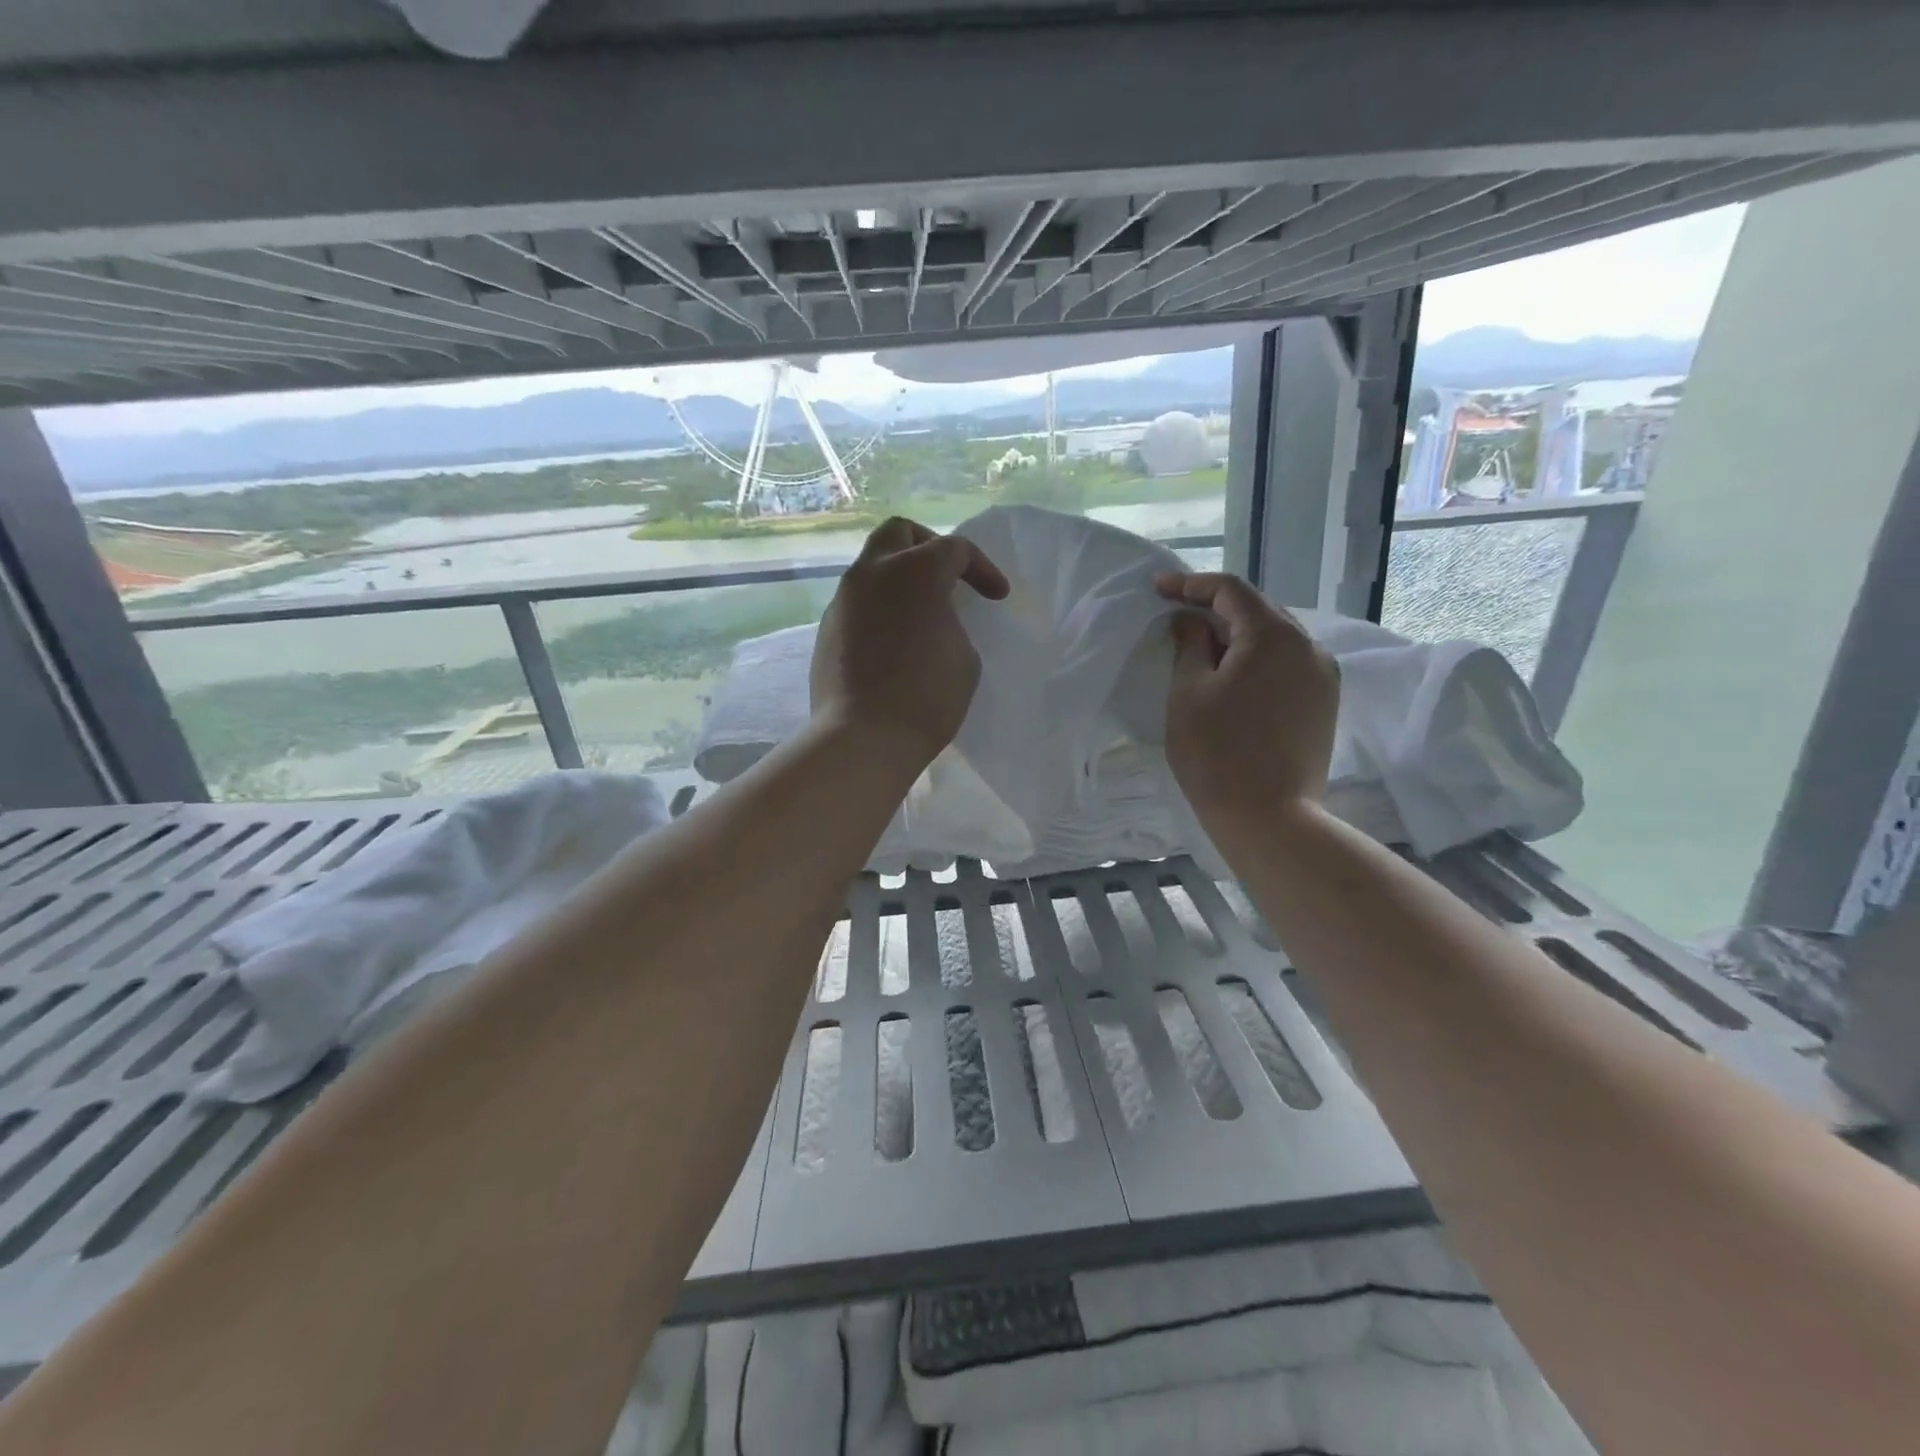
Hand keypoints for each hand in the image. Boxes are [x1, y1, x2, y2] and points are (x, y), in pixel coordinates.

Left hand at [811, 517, 1009, 770]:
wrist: (864, 738)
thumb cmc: (926, 696)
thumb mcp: (964, 657)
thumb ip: (952, 622)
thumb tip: (933, 620)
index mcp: (916, 571)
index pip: (955, 549)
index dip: (983, 569)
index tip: (997, 597)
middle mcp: (874, 573)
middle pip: (899, 533)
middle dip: (928, 545)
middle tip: (949, 576)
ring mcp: (844, 599)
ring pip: (872, 566)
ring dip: (900, 578)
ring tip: (921, 611)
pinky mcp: (827, 628)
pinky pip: (858, 602)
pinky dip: (880, 607)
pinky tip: (894, 639)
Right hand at [1155, 572, 1338, 830]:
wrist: (1268, 818)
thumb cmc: (1215, 753)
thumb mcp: (1188, 693)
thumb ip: (1190, 645)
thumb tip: (1190, 621)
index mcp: (1273, 635)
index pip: (1230, 590)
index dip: (1190, 585)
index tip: (1158, 589)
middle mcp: (1308, 645)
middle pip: (1258, 610)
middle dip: (1216, 610)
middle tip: (1177, 620)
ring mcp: (1323, 675)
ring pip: (1275, 639)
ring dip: (1238, 637)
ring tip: (1203, 652)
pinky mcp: (1325, 703)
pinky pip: (1288, 665)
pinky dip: (1258, 661)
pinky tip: (1234, 680)